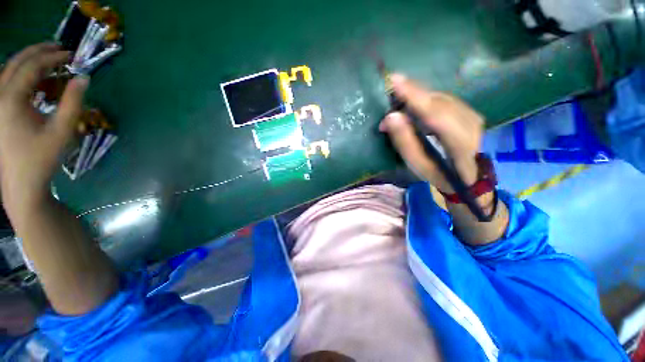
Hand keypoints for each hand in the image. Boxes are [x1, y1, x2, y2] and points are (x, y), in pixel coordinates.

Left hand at [0, 43, 88, 214]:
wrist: (21, 183)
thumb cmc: (41, 158)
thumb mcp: (62, 131)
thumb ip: (73, 102)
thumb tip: (84, 78)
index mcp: (11, 99)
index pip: (32, 66)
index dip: (53, 57)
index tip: (73, 56)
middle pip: (17, 61)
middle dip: (39, 52)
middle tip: (61, 50)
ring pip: (10, 69)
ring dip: (32, 63)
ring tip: (52, 66)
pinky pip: (8, 82)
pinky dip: (25, 77)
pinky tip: (39, 84)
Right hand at [379, 74, 482, 193]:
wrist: (466, 173)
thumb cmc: (437, 173)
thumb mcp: (416, 164)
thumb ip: (404, 141)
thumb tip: (390, 117)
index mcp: (459, 144)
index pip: (435, 114)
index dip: (414, 97)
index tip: (395, 81)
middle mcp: (471, 124)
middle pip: (438, 101)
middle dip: (412, 95)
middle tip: (390, 94)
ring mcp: (472, 115)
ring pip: (441, 97)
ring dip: (417, 97)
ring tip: (398, 102)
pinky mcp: (469, 110)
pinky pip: (444, 98)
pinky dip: (426, 99)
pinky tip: (415, 104)